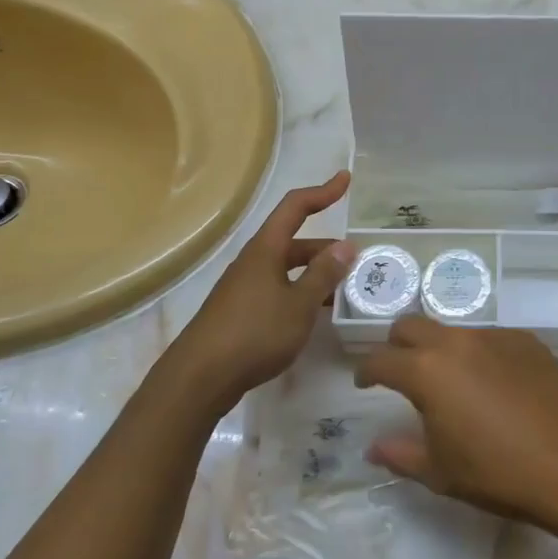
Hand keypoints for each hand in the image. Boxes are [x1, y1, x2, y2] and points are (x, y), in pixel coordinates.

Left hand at [163, 171, 355, 412]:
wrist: (200, 378)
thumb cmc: (254, 334)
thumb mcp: (299, 304)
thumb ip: (324, 275)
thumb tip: (346, 246)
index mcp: (266, 250)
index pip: (295, 207)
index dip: (322, 192)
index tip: (345, 181)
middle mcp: (253, 262)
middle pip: (294, 242)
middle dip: (327, 248)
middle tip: (357, 262)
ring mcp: (244, 287)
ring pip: (287, 269)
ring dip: (315, 274)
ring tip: (344, 290)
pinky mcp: (240, 312)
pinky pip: (278, 290)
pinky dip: (300, 293)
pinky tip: (314, 314)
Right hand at [353, 319, 557, 525]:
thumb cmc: (499, 473)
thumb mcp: (441, 472)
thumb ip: (400, 454)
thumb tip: (373, 446)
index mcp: (427, 371)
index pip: (381, 360)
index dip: (366, 371)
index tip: (364, 382)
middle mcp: (457, 342)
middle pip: (411, 326)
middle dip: (397, 345)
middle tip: (400, 372)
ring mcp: (495, 336)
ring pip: (452, 331)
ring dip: (439, 349)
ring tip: (451, 383)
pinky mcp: (527, 340)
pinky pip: (489, 339)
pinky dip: (477, 355)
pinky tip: (493, 385)